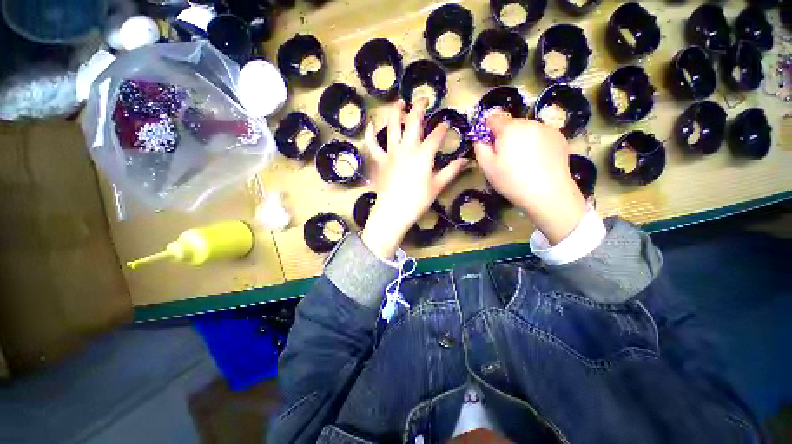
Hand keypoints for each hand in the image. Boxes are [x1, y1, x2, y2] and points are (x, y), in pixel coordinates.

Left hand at [361, 99, 467, 258]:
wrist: (394, 212)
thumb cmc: (417, 200)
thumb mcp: (437, 186)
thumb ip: (451, 171)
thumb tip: (465, 160)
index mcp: (424, 154)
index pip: (436, 135)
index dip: (442, 128)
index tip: (446, 124)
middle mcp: (407, 148)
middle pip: (413, 121)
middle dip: (420, 106)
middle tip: (424, 99)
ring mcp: (391, 152)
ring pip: (392, 126)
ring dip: (396, 111)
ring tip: (400, 102)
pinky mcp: (379, 160)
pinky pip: (372, 144)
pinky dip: (370, 134)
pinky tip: (370, 124)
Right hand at [474, 113, 586, 244]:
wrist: (549, 194)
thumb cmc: (512, 181)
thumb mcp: (487, 166)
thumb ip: (479, 147)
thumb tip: (480, 138)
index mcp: (510, 128)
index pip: (492, 118)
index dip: (487, 131)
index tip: (489, 147)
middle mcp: (529, 122)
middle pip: (510, 124)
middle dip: (505, 137)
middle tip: (505, 159)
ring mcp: (547, 128)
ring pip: (526, 130)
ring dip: (520, 140)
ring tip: (523, 161)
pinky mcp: (560, 137)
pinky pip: (540, 135)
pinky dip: (535, 144)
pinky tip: (537, 161)